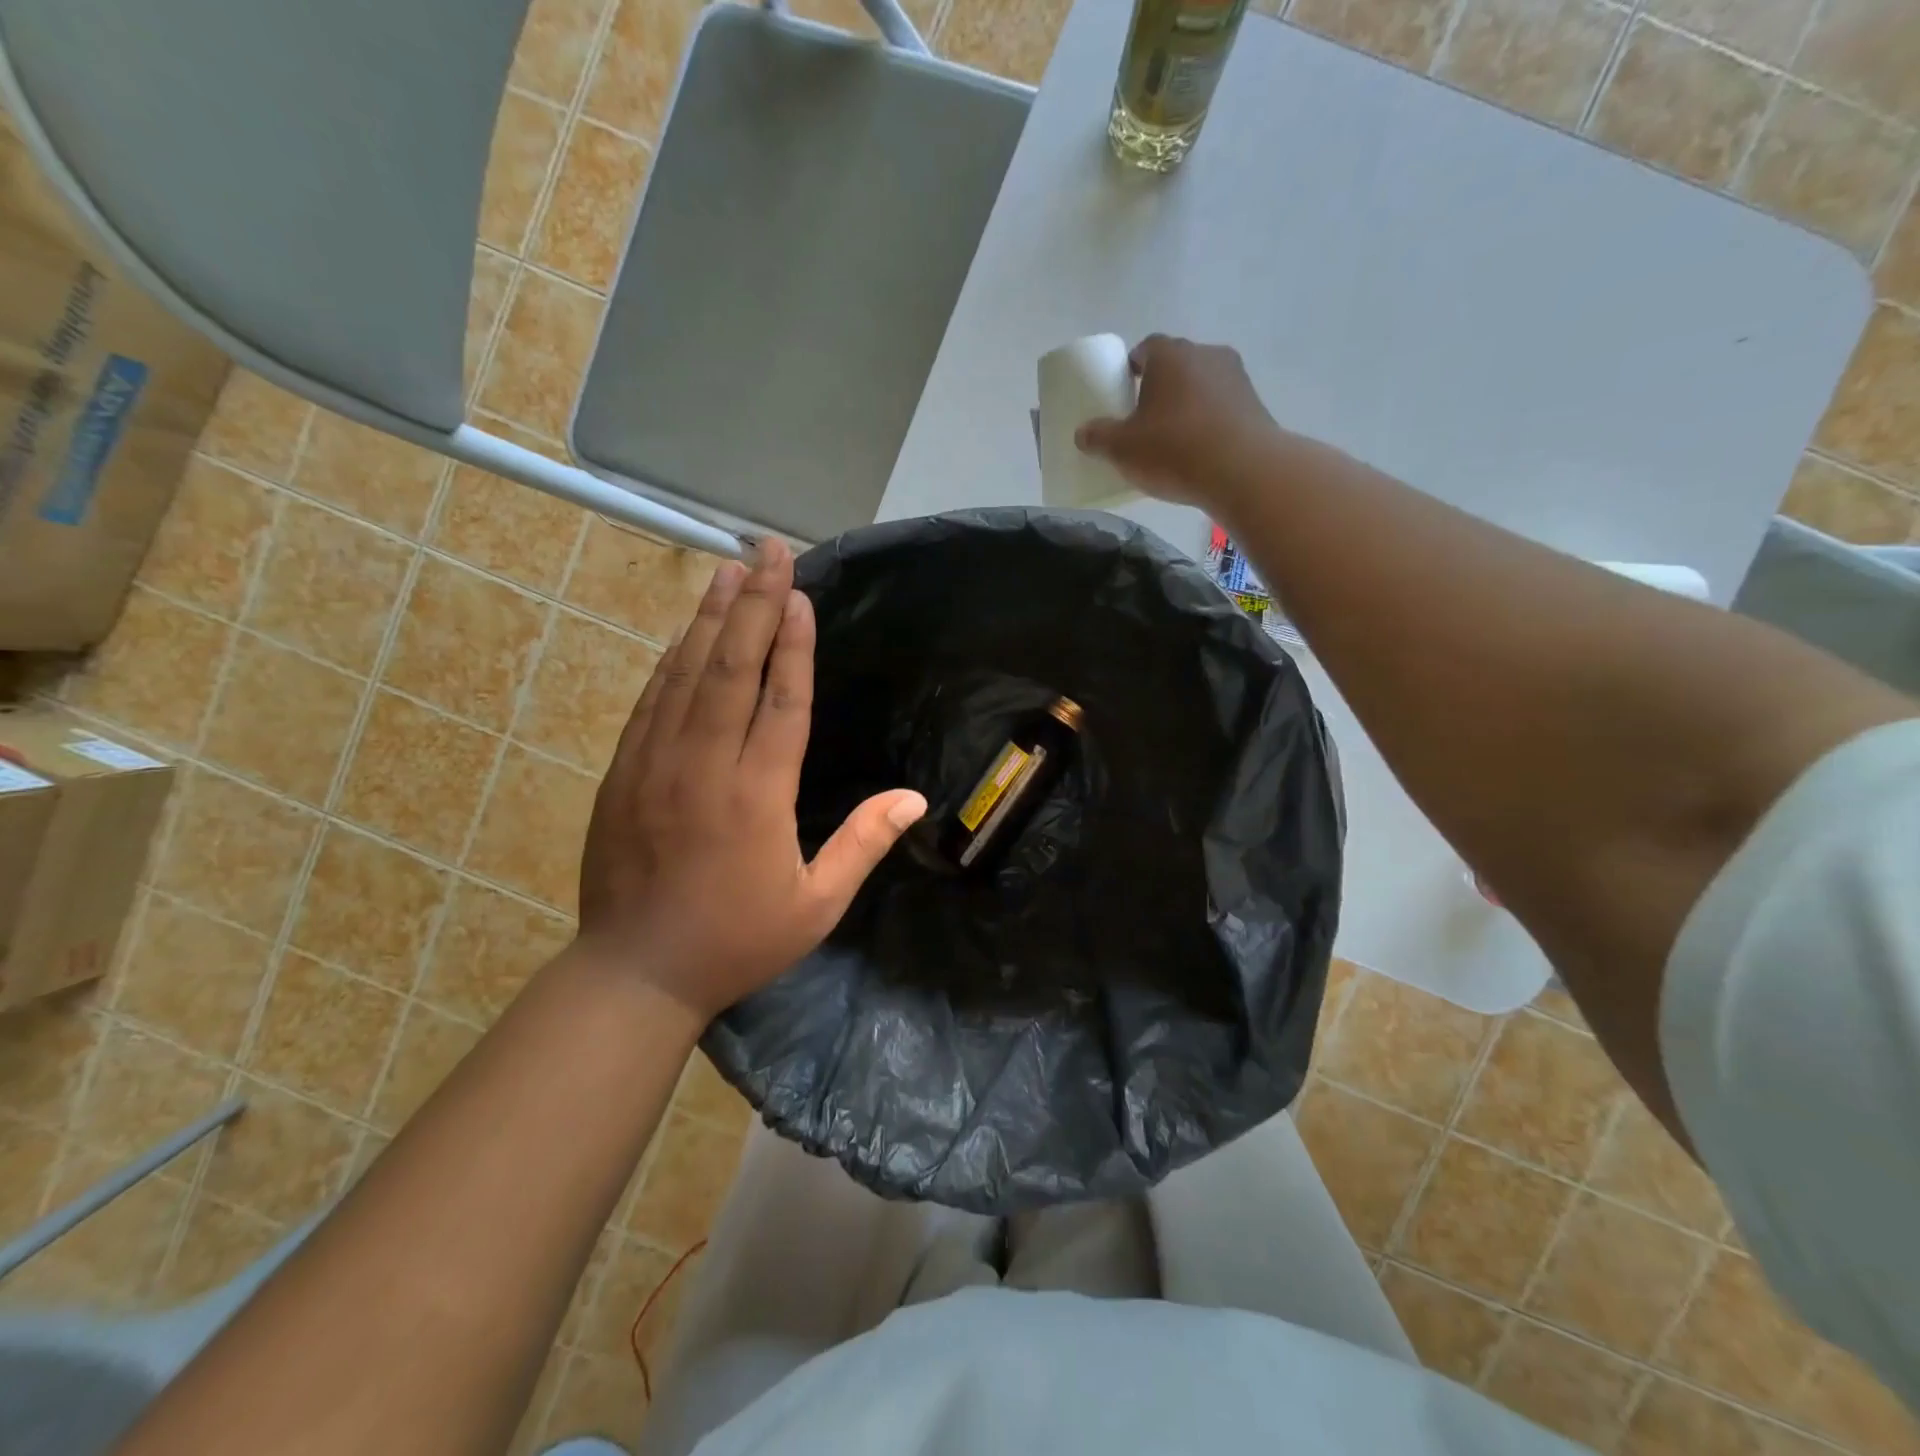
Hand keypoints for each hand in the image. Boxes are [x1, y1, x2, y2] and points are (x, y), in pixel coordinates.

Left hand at [577, 540, 926, 1024]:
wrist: (635, 971)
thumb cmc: (737, 940)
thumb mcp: (817, 905)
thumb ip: (864, 844)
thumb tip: (914, 798)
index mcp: (757, 794)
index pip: (781, 700)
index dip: (793, 644)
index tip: (801, 595)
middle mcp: (705, 764)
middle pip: (732, 667)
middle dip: (755, 604)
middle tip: (768, 551)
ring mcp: (656, 763)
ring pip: (686, 674)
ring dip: (711, 618)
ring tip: (730, 570)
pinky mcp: (624, 772)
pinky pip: (652, 701)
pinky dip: (672, 661)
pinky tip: (687, 633)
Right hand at [1075, 334, 1281, 511]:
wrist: (1242, 471)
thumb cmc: (1173, 450)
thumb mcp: (1122, 449)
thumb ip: (1098, 438)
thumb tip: (1082, 434)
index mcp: (1170, 355)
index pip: (1145, 348)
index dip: (1132, 368)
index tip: (1124, 392)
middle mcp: (1205, 354)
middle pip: (1175, 365)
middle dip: (1160, 387)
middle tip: (1144, 419)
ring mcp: (1235, 377)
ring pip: (1201, 385)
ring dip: (1187, 404)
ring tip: (1173, 439)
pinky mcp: (1255, 404)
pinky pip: (1222, 407)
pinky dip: (1209, 421)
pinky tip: (1199, 450)